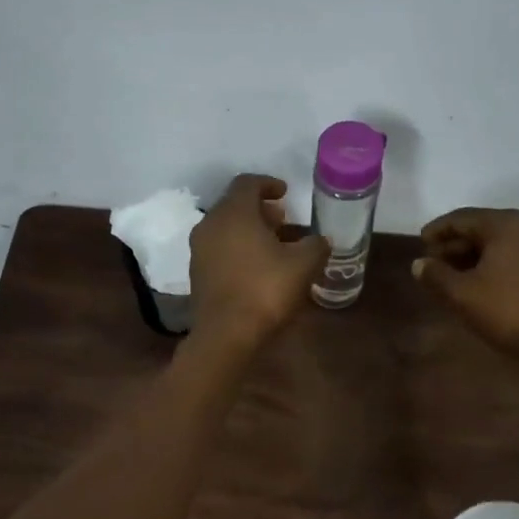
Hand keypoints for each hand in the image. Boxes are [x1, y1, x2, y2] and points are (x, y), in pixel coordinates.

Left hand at [190, 175, 328, 349]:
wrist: (226, 335)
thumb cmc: (265, 290)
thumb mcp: (303, 265)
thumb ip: (315, 245)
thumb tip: (322, 239)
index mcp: (233, 213)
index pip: (247, 183)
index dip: (268, 183)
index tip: (285, 193)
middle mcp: (210, 224)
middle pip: (234, 205)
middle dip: (260, 210)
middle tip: (284, 220)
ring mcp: (199, 250)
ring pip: (226, 228)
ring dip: (249, 231)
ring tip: (275, 245)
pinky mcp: (197, 273)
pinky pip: (219, 249)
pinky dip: (238, 249)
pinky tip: (258, 267)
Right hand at [413, 207, 518, 380]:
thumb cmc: (507, 311)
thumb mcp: (461, 294)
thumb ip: (435, 275)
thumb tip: (419, 264)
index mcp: (506, 224)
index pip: (462, 218)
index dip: (438, 230)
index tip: (420, 243)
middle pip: (483, 227)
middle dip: (456, 244)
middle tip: (434, 262)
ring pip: (501, 242)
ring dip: (475, 254)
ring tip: (453, 274)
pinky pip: (516, 254)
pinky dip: (495, 262)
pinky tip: (481, 281)